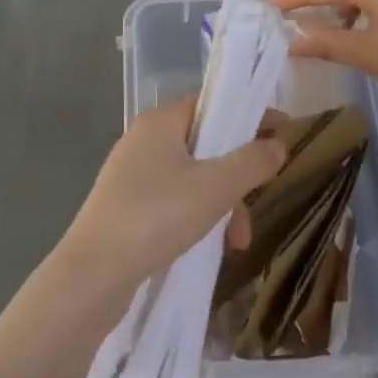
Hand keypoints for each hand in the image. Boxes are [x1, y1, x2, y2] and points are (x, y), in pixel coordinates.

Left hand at [53, 98, 286, 300]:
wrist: (94, 274)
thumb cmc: (157, 216)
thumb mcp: (216, 187)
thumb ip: (252, 161)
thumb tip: (278, 143)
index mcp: (160, 122)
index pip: (213, 104)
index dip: (249, 117)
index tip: (283, 137)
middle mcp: (143, 141)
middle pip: (205, 144)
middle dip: (237, 175)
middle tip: (259, 199)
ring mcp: (132, 175)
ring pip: (193, 178)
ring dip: (222, 204)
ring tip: (237, 241)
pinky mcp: (127, 207)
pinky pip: (174, 201)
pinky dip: (198, 217)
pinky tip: (210, 246)